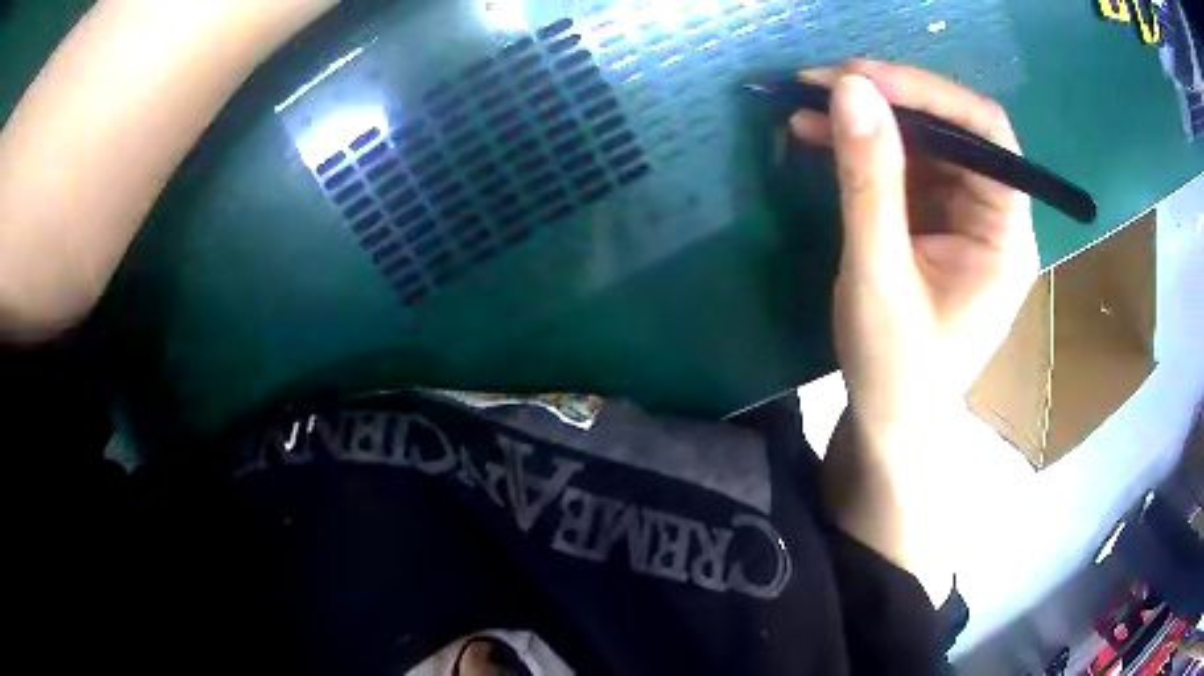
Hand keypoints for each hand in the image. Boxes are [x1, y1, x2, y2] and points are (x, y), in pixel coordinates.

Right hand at [791, 60, 1038, 447]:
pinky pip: (903, 170)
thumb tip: (850, 89)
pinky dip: (862, 149)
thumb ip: (869, 182)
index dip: (928, 94)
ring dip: (868, 121)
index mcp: (1006, 235)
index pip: (986, 134)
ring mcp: (963, 220)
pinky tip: (819, 137)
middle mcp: (993, 217)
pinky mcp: (934, 226)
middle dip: (889, 101)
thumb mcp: (880, 275)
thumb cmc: (896, 371)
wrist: (889, 427)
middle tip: (820, 84)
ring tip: (804, 107)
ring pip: (924, 145)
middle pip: (953, 132)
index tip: (860, 77)